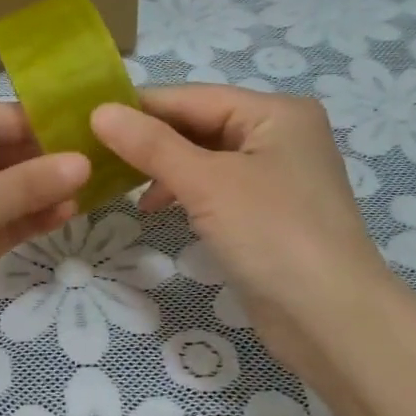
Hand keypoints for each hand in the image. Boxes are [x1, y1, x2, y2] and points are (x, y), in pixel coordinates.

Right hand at [91, 86, 394, 359]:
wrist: (329, 317)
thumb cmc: (271, 234)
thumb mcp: (206, 183)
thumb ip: (152, 145)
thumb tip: (100, 111)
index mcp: (275, 112)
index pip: (193, 97)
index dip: (140, 108)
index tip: (87, 119)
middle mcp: (280, 135)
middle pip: (200, 125)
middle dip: (151, 140)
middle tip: (95, 154)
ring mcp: (276, 176)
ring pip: (205, 158)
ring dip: (164, 168)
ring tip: (120, 184)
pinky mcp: (268, 213)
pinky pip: (216, 188)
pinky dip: (184, 193)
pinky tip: (156, 207)